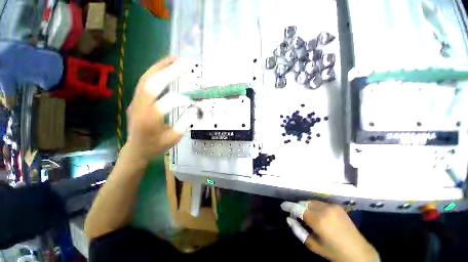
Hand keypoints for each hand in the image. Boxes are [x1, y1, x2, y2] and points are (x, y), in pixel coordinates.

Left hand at [126, 56, 198, 161]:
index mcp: (150, 120)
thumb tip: (194, 109)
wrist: (136, 149)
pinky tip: (164, 68)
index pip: (166, 103)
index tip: (193, 100)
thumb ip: (184, 123)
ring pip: (146, 79)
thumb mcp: (173, 138)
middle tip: (183, 62)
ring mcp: (136, 101)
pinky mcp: (136, 99)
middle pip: (152, 84)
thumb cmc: (156, 146)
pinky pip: (144, 82)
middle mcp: (140, 107)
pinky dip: (155, 72)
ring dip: (160, 67)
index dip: (181, 100)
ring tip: (174, 59)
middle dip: (168, 71)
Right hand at [281, 200, 377, 261]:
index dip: (289, 206)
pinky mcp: (337, 206)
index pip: (298, 208)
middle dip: (298, 207)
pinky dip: (315, 207)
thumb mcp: (313, 245)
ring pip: (312, 201)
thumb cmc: (334, 253)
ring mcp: (332, 206)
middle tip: (296, 215)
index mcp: (318, 221)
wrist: (359, 253)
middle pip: (304, 202)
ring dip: (306, 206)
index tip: (283, 205)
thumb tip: (289, 219)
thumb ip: (299, 231)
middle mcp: (324, 210)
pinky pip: (321, 203)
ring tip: (307, 215)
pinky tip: (318, 215)